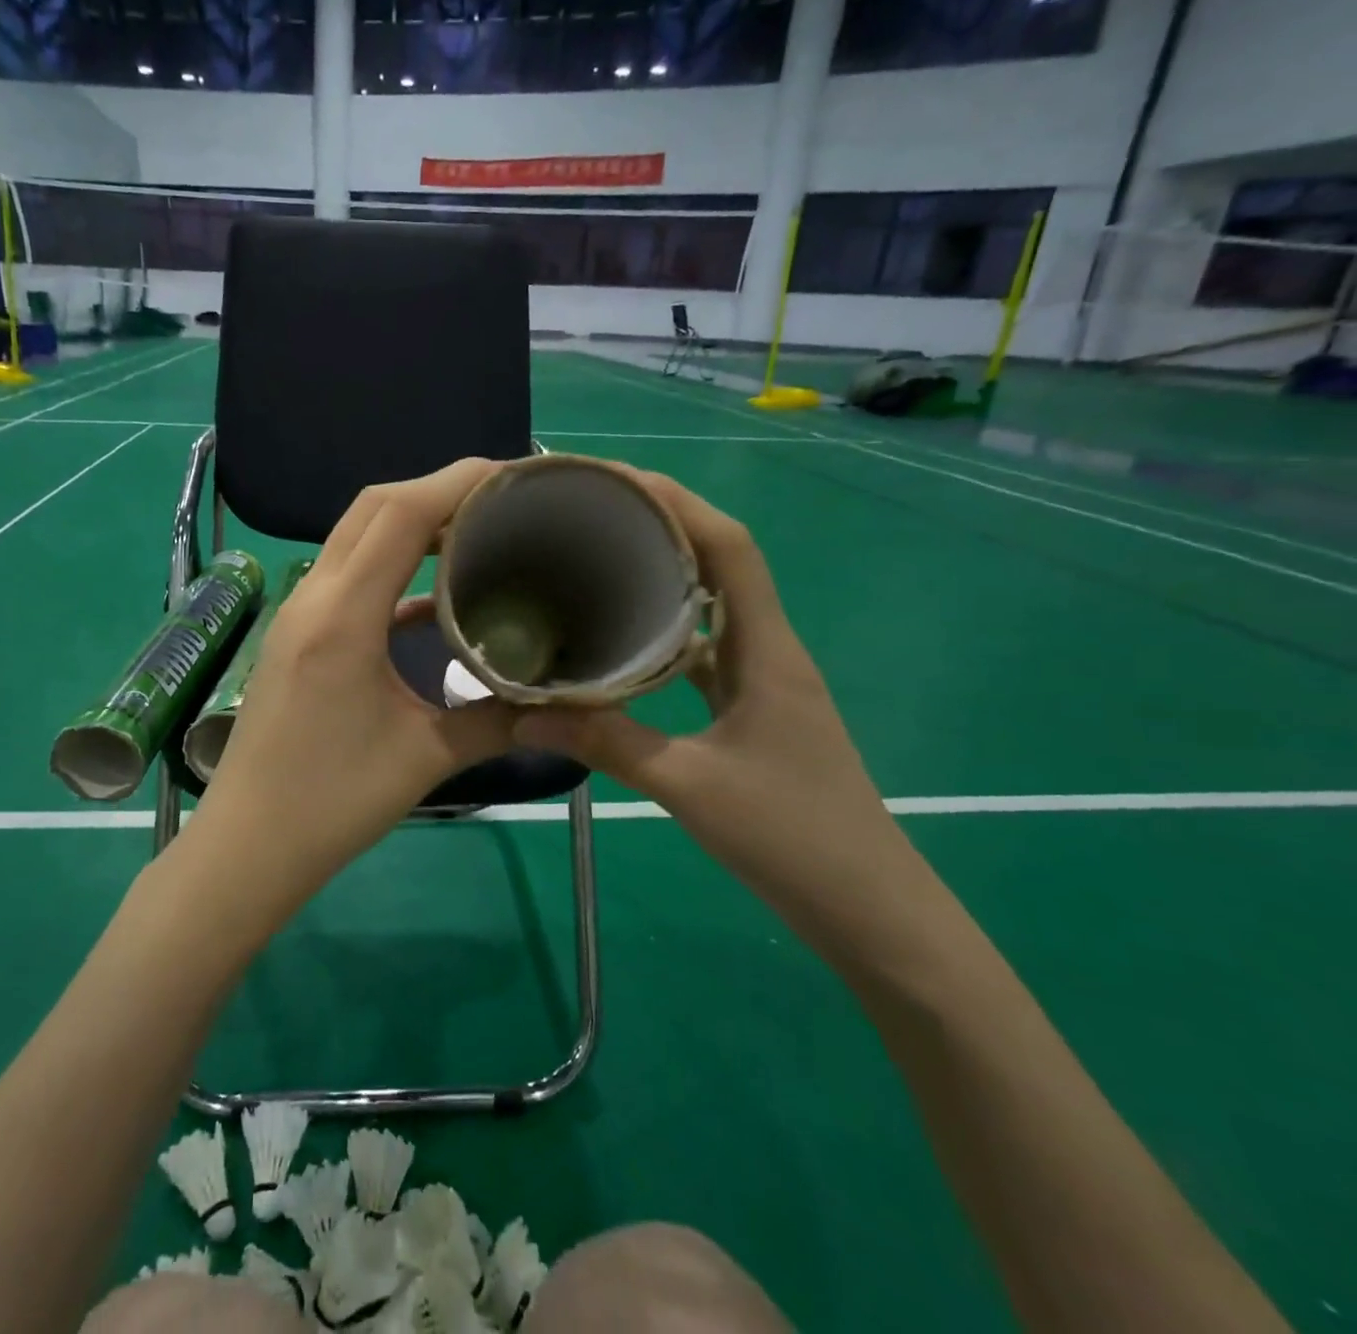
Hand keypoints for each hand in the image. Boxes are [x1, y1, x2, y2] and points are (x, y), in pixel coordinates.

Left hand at [184, 459, 519, 909]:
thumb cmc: (331, 803)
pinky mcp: (297, 635)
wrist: (248, 844)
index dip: (459, 482)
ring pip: (356, 535)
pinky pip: (348, 575)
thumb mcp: (425, 759)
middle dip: (438, 490)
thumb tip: (554, 697)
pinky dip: (392, 567)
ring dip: (411, 523)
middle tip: (501, 502)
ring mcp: (298, 613)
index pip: (400, 514)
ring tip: (474, 534)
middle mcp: (313, 597)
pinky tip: (431, 597)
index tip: (515, 477)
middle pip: (373, 507)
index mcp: (342, 616)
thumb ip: (494, 719)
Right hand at [511, 469, 917, 947]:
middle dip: (664, 527)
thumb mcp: (691, 786)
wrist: (871, 910)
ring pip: (711, 609)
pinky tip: (622, 645)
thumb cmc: (793, 837)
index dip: (680, 503)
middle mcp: (768, 652)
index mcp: (767, 651)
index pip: (731, 548)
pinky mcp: (753, 713)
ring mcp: (763, 683)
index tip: (619, 483)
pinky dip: (666, 635)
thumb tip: (522, 714)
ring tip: (600, 565)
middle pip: (720, 565)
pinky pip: (704, 654)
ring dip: (665, 578)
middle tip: (593, 517)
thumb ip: (608, 744)